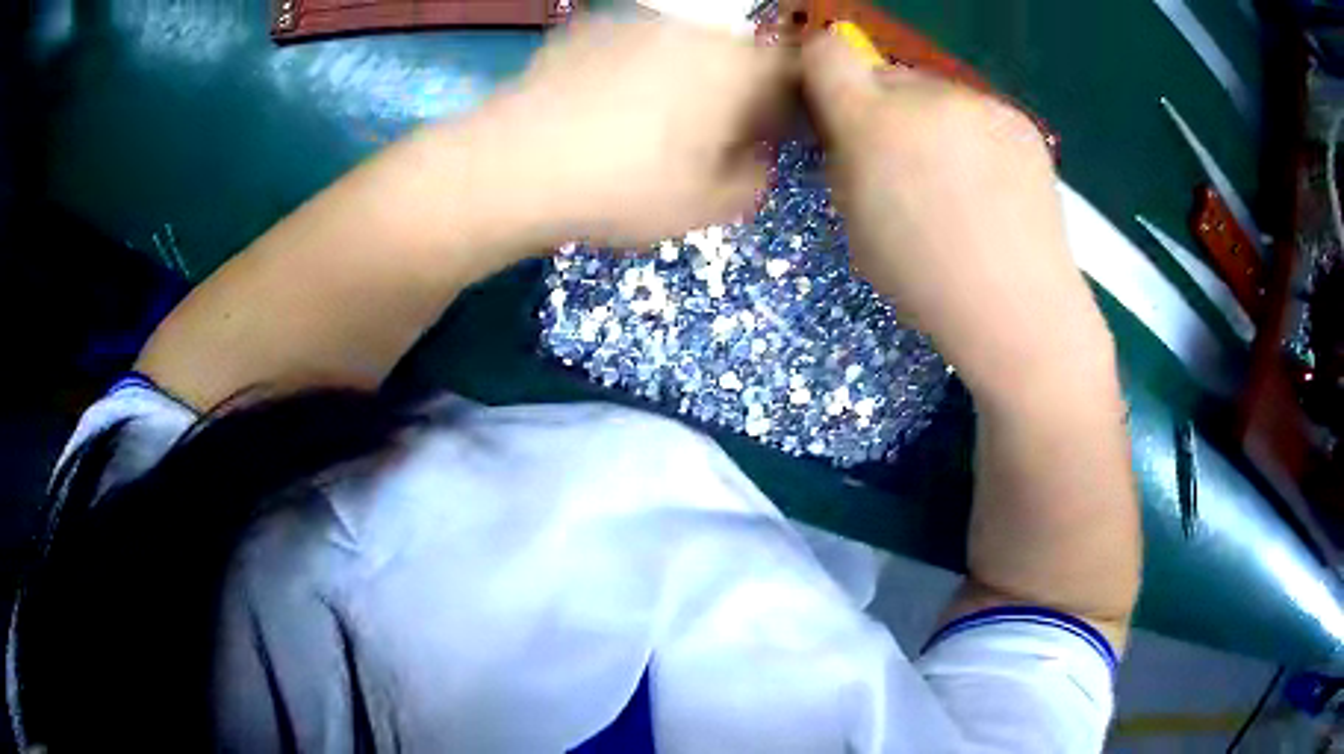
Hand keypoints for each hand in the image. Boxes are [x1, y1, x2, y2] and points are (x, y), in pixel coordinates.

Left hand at [461, 18, 792, 247]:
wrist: (515, 165)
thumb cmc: (626, 186)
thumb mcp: (710, 206)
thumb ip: (755, 179)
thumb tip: (755, 158)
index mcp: (737, 63)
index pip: (792, 67)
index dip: (788, 102)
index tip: (768, 135)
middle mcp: (694, 27)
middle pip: (738, 51)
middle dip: (737, 89)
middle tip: (713, 136)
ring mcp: (636, 19)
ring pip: (686, 45)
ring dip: (688, 77)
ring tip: (655, 124)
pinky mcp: (587, 26)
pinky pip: (635, 45)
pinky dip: (638, 69)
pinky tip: (607, 108)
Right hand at [800, 31, 1110, 398]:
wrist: (1017, 307)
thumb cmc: (925, 282)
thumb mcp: (854, 224)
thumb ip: (842, 160)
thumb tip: (846, 129)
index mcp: (871, 122)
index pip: (827, 52)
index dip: (824, 72)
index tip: (834, 106)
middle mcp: (925, 96)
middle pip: (885, 75)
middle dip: (883, 109)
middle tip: (903, 164)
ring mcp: (979, 103)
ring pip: (935, 94)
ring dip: (932, 123)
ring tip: (958, 184)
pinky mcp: (1018, 118)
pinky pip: (978, 113)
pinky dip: (975, 137)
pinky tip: (992, 186)